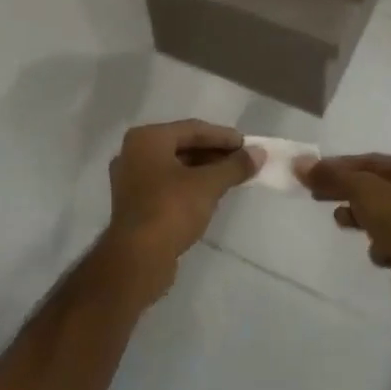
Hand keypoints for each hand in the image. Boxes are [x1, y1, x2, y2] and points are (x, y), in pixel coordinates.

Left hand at [102, 121, 258, 304]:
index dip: (223, 137)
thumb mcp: (208, 185)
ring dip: (204, 170)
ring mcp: (131, 178)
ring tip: (232, 177)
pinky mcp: (134, 203)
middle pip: (182, 145)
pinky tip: (210, 194)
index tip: (248, 145)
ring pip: (175, 166)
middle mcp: (133, 152)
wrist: (137, 260)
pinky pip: (167, 183)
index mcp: (147, 138)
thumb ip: (234, 166)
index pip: (193, 129)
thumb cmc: (171, 210)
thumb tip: (259, 153)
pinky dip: (189, 184)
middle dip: (214, 153)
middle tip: (242, 161)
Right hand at [297, 154, 390, 316]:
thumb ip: (332, 176)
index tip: (311, 174)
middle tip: (317, 196)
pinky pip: (390, 240)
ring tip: (341, 221)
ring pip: (381, 213)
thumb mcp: (364, 191)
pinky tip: (378, 252)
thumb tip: (299, 163)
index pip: (370, 161)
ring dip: (360, 217)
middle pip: (374, 186)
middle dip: (346, 191)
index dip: (339, 166)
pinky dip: (379, 244)